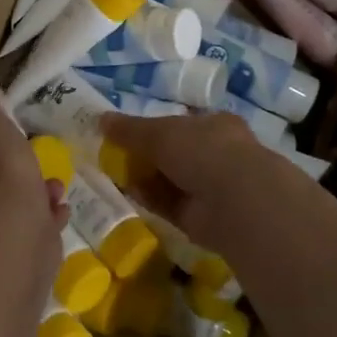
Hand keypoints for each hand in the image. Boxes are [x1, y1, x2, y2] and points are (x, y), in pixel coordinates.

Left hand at [0, 87, 66, 239]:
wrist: (16, 234)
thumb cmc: (0, 172)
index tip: (12, 127)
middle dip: (20, 167)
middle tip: (39, 155)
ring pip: (21, 203)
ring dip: (39, 192)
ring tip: (57, 184)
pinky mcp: (26, 250)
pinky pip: (40, 227)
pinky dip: (50, 216)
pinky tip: (62, 207)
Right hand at [99, 111, 317, 253]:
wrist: (236, 202)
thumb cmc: (202, 151)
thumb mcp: (159, 133)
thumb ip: (129, 129)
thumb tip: (100, 119)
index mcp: (214, 125)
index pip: (181, 124)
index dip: (154, 128)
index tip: (127, 134)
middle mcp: (218, 154)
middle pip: (175, 154)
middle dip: (148, 156)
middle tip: (116, 157)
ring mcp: (214, 188)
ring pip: (172, 181)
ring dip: (147, 179)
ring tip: (116, 176)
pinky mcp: (205, 217)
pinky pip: (171, 205)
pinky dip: (152, 201)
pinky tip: (131, 196)